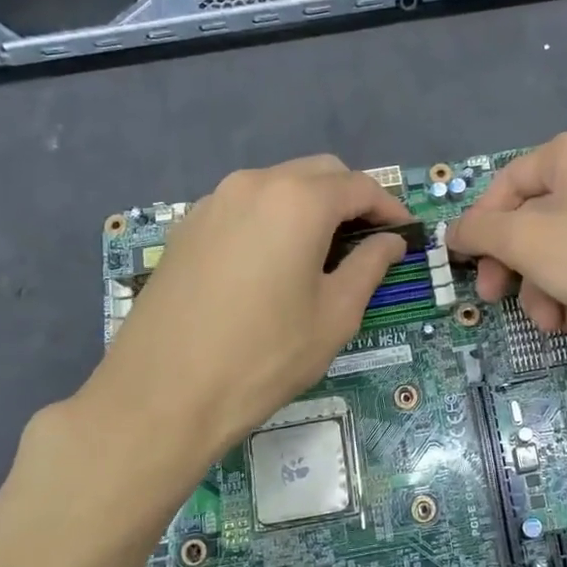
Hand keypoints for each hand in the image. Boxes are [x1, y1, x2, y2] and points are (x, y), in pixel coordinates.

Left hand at [74, 156, 409, 469]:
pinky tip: (273, 261)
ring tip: (322, 252)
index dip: (389, 207)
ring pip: (278, 185)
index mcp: (298, 201)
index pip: (359, 187)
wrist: (161, 393)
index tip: (405, 234)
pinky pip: (245, 205)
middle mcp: (254, 184)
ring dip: (310, 205)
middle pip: (319, 173)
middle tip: (367, 241)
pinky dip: (273, 218)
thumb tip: (390, 241)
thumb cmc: (263, 357)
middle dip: (350, 198)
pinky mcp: (187, 226)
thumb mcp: (334, 316)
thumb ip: (369, 267)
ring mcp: (214, 201)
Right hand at [447, 128, 566, 354]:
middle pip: (538, 220)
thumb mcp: (525, 241)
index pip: (508, 183)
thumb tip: (453, 232)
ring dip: (551, 291)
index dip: (482, 226)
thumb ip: (481, 231)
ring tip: (558, 326)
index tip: (470, 267)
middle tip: (501, 303)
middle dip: (520, 271)